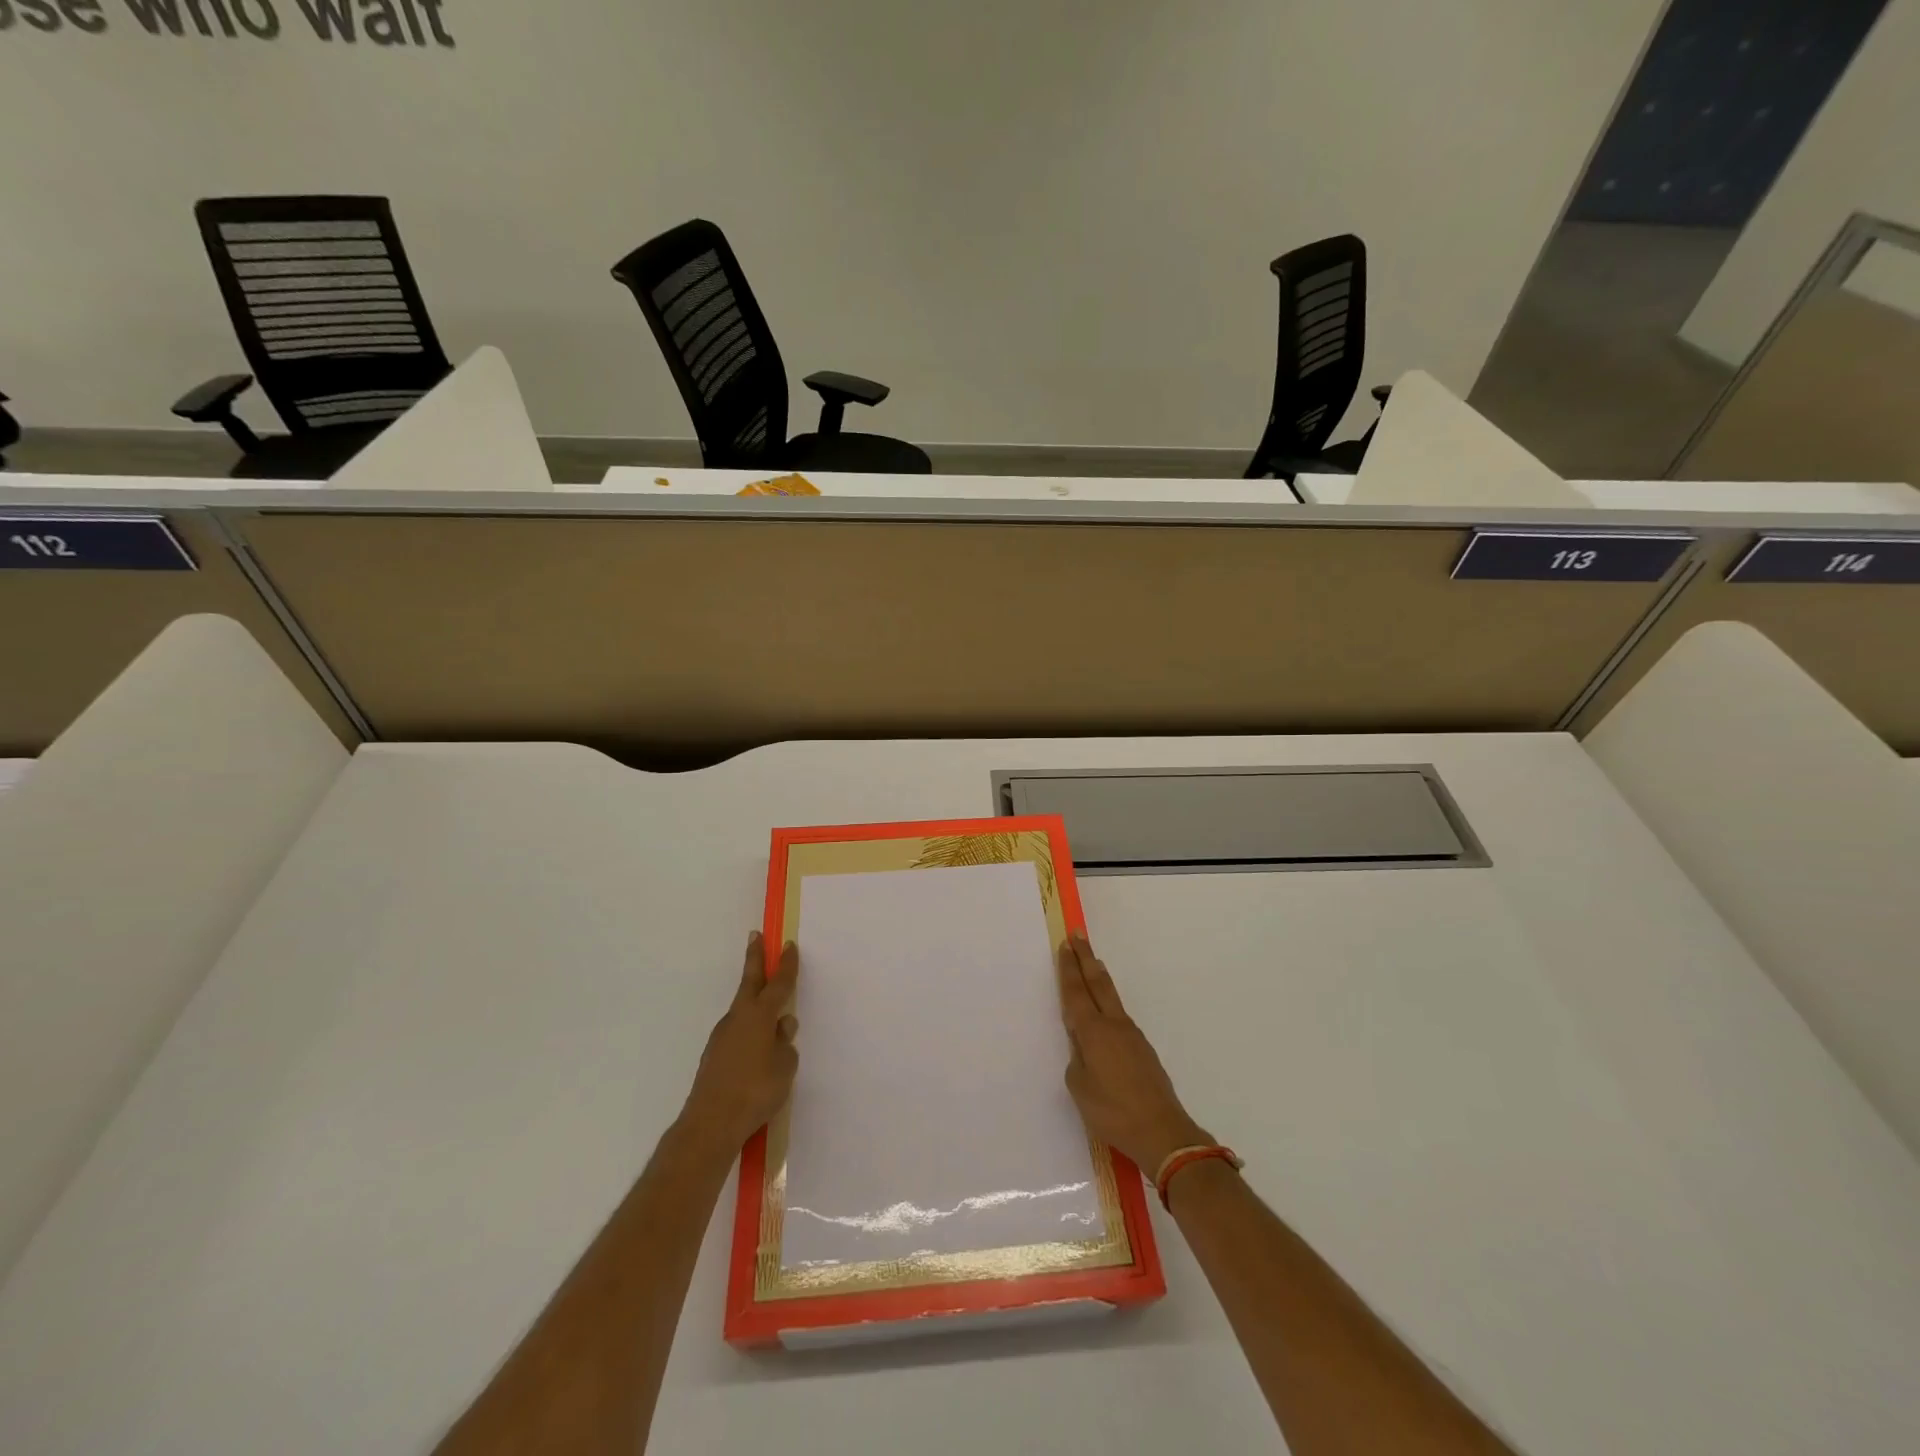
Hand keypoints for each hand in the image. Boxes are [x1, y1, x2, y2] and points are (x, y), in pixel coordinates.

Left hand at [682, 933, 799, 1148]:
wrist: (710, 1123)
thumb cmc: (756, 1090)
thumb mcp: (785, 1066)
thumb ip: (785, 1043)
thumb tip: (781, 1028)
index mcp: (760, 1015)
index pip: (778, 984)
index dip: (786, 965)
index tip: (788, 945)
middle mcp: (739, 1018)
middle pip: (750, 982)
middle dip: (755, 958)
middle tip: (755, 936)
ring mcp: (722, 1036)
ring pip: (744, 1011)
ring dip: (755, 1003)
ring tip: (773, 1018)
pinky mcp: (714, 1056)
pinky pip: (738, 1034)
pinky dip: (749, 1031)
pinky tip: (757, 1053)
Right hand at [1058, 934, 1209, 1174]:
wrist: (1163, 1133)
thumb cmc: (1114, 1112)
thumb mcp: (1080, 1089)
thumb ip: (1077, 1062)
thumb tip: (1082, 1050)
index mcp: (1094, 1032)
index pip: (1076, 992)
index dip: (1069, 969)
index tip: (1065, 945)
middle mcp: (1114, 1026)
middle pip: (1098, 984)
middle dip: (1086, 959)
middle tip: (1079, 935)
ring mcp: (1132, 1037)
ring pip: (1112, 999)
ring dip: (1099, 978)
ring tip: (1093, 964)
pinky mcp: (1143, 1051)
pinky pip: (1119, 1017)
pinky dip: (1108, 1003)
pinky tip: (1105, 1014)